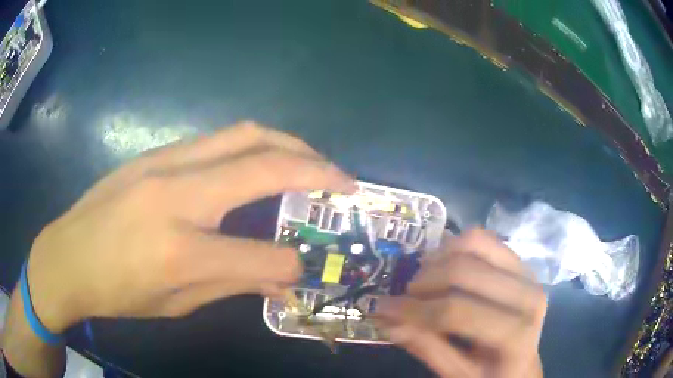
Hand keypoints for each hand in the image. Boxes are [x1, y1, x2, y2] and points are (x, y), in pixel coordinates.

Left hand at [24, 121, 356, 332]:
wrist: (67, 255)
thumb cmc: (117, 291)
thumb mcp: (175, 303)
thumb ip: (233, 284)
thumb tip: (282, 280)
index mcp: (179, 249)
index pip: (262, 254)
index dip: (295, 262)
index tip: (311, 264)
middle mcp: (175, 194)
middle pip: (264, 162)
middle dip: (317, 168)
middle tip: (344, 180)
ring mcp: (163, 162)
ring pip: (244, 134)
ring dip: (289, 144)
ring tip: (315, 161)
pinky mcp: (156, 152)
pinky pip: (218, 139)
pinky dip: (254, 145)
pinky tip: (263, 161)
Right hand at [376, 229, 546, 377]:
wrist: (523, 363)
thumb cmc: (491, 375)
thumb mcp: (458, 376)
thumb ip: (427, 348)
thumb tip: (387, 319)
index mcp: (517, 332)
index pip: (457, 312)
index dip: (415, 310)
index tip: (383, 310)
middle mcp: (528, 293)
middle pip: (464, 271)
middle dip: (423, 283)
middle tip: (404, 298)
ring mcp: (526, 271)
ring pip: (474, 243)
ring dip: (438, 259)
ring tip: (423, 282)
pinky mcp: (519, 261)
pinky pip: (483, 238)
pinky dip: (454, 246)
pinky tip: (442, 266)